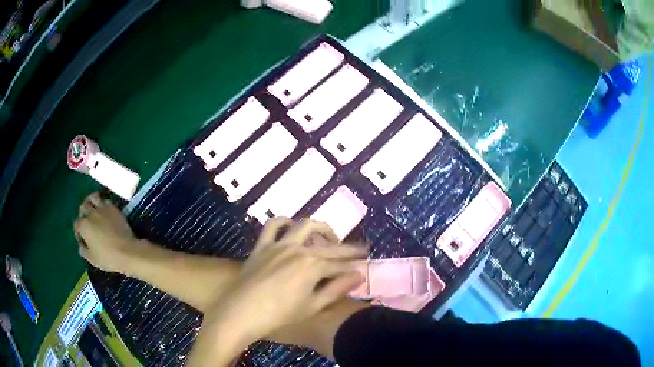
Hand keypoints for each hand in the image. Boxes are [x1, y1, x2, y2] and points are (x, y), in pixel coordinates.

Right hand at [73, 192, 139, 273]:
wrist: (127, 251)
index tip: (82, 238)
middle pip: (83, 207)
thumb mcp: (91, 259)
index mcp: (84, 226)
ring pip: (93, 197)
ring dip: (91, 201)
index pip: (76, 224)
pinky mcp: (114, 208)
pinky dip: (103, 203)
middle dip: (83, 213)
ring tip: (93, 208)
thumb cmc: (107, 258)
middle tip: (86, 220)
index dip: (78, 231)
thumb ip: (83, 250)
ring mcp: (103, 209)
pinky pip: (106, 200)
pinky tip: (105, 211)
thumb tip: (81, 244)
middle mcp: (91, 213)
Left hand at [204, 218, 366, 344]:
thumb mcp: (312, 306)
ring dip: (320, 229)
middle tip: (360, 249)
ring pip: (304, 226)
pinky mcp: (262, 246)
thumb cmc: (279, 315)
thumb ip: (337, 289)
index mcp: (313, 266)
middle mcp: (298, 249)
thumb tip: (359, 275)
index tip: (365, 264)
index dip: (355, 265)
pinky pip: (273, 226)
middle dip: (347, 247)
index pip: (340, 264)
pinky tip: (291, 227)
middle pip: (328, 245)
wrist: (241, 313)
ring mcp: (278, 245)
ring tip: (328, 237)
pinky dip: (285, 223)